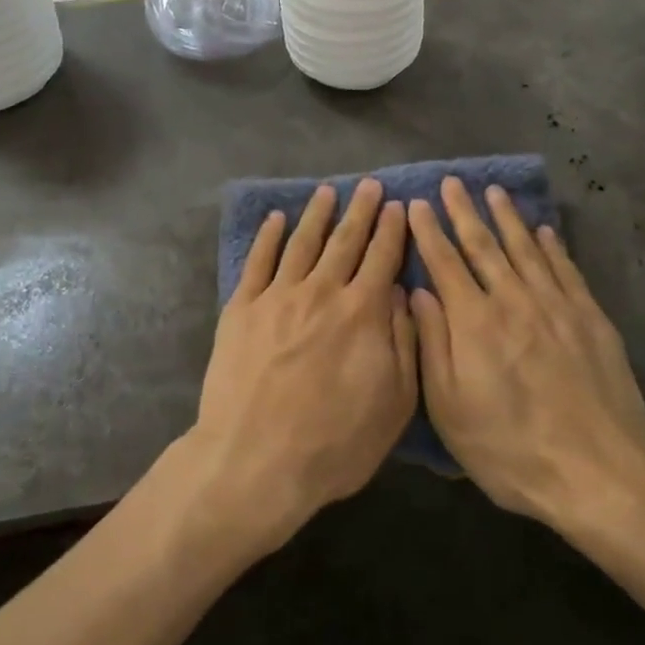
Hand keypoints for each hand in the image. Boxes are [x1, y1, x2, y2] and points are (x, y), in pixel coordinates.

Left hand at [187, 180, 417, 553]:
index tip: (398, 206)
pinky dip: (268, 237)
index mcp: (361, 313)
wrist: (255, 460)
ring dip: (316, 215)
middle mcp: (321, 292)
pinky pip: (258, 261)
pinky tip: (276, 220)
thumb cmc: (334, 443)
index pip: (382, 258)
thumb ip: (403, 343)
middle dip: (360, 210)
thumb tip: (399, 294)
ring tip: (327, 192)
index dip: (392, 230)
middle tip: (368, 185)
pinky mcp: (241, 308)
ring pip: (301, 242)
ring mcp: (277, 296)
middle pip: (344, 241)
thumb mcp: (393, 404)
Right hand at [408, 178, 644, 551]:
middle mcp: (513, 301)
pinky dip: (552, 247)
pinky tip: (544, 231)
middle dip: (464, 211)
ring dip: (508, 218)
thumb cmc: (510, 450)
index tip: (416, 203)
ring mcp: (556, 307)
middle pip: (484, 245)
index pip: (445, 262)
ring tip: (495, 192)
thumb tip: (416, 292)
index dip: (428, 231)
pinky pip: (566, 270)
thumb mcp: (449, 409)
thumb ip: (432, 344)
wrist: (599, 474)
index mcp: (473, 322)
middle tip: (453, 182)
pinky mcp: (590, 320)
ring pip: (526, 249)